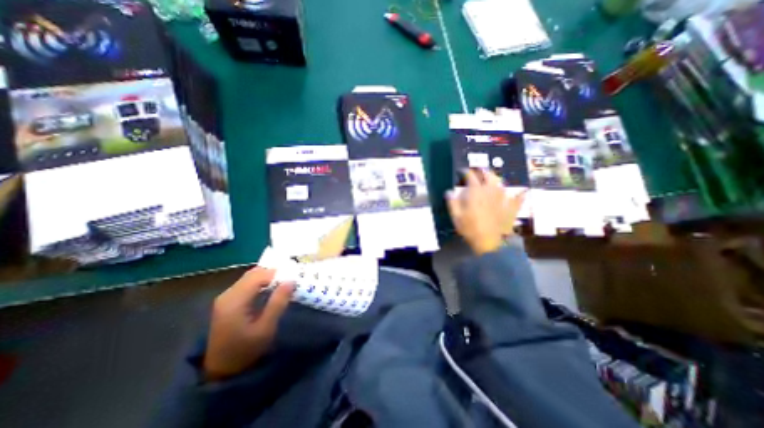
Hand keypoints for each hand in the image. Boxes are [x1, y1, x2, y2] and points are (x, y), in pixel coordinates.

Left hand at [203, 267, 292, 380]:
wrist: (221, 370)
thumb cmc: (246, 350)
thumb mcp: (266, 328)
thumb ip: (278, 303)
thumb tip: (291, 281)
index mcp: (235, 300)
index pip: (259, 276)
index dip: (277, 273)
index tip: (293, 278)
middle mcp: (228, 294)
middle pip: (254, 273)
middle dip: (273, 274)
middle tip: (290, 280)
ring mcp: (226, 297)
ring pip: (250, 276)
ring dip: (268, 277)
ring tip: (283, 284)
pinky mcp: (228, 301)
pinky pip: (247, 283)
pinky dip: (261, 282)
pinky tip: (271, 289)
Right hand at [449, 168, 525, 255]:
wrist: (488, 242)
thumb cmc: (469, 228)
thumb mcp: (456, 216)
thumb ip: (452, 202)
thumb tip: (448, 191)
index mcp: (476, 192)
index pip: (470, 176)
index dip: (465, 172)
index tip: (461, 171)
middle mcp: (490, 191)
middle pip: (488, 175)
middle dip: (482, 171)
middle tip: (478, 171)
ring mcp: (502, 199)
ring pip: (501, 183)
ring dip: (495, 178)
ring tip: (491, 178)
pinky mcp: (510, 208)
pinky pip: (517, 198)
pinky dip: (519, 194)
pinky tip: (524, 191)